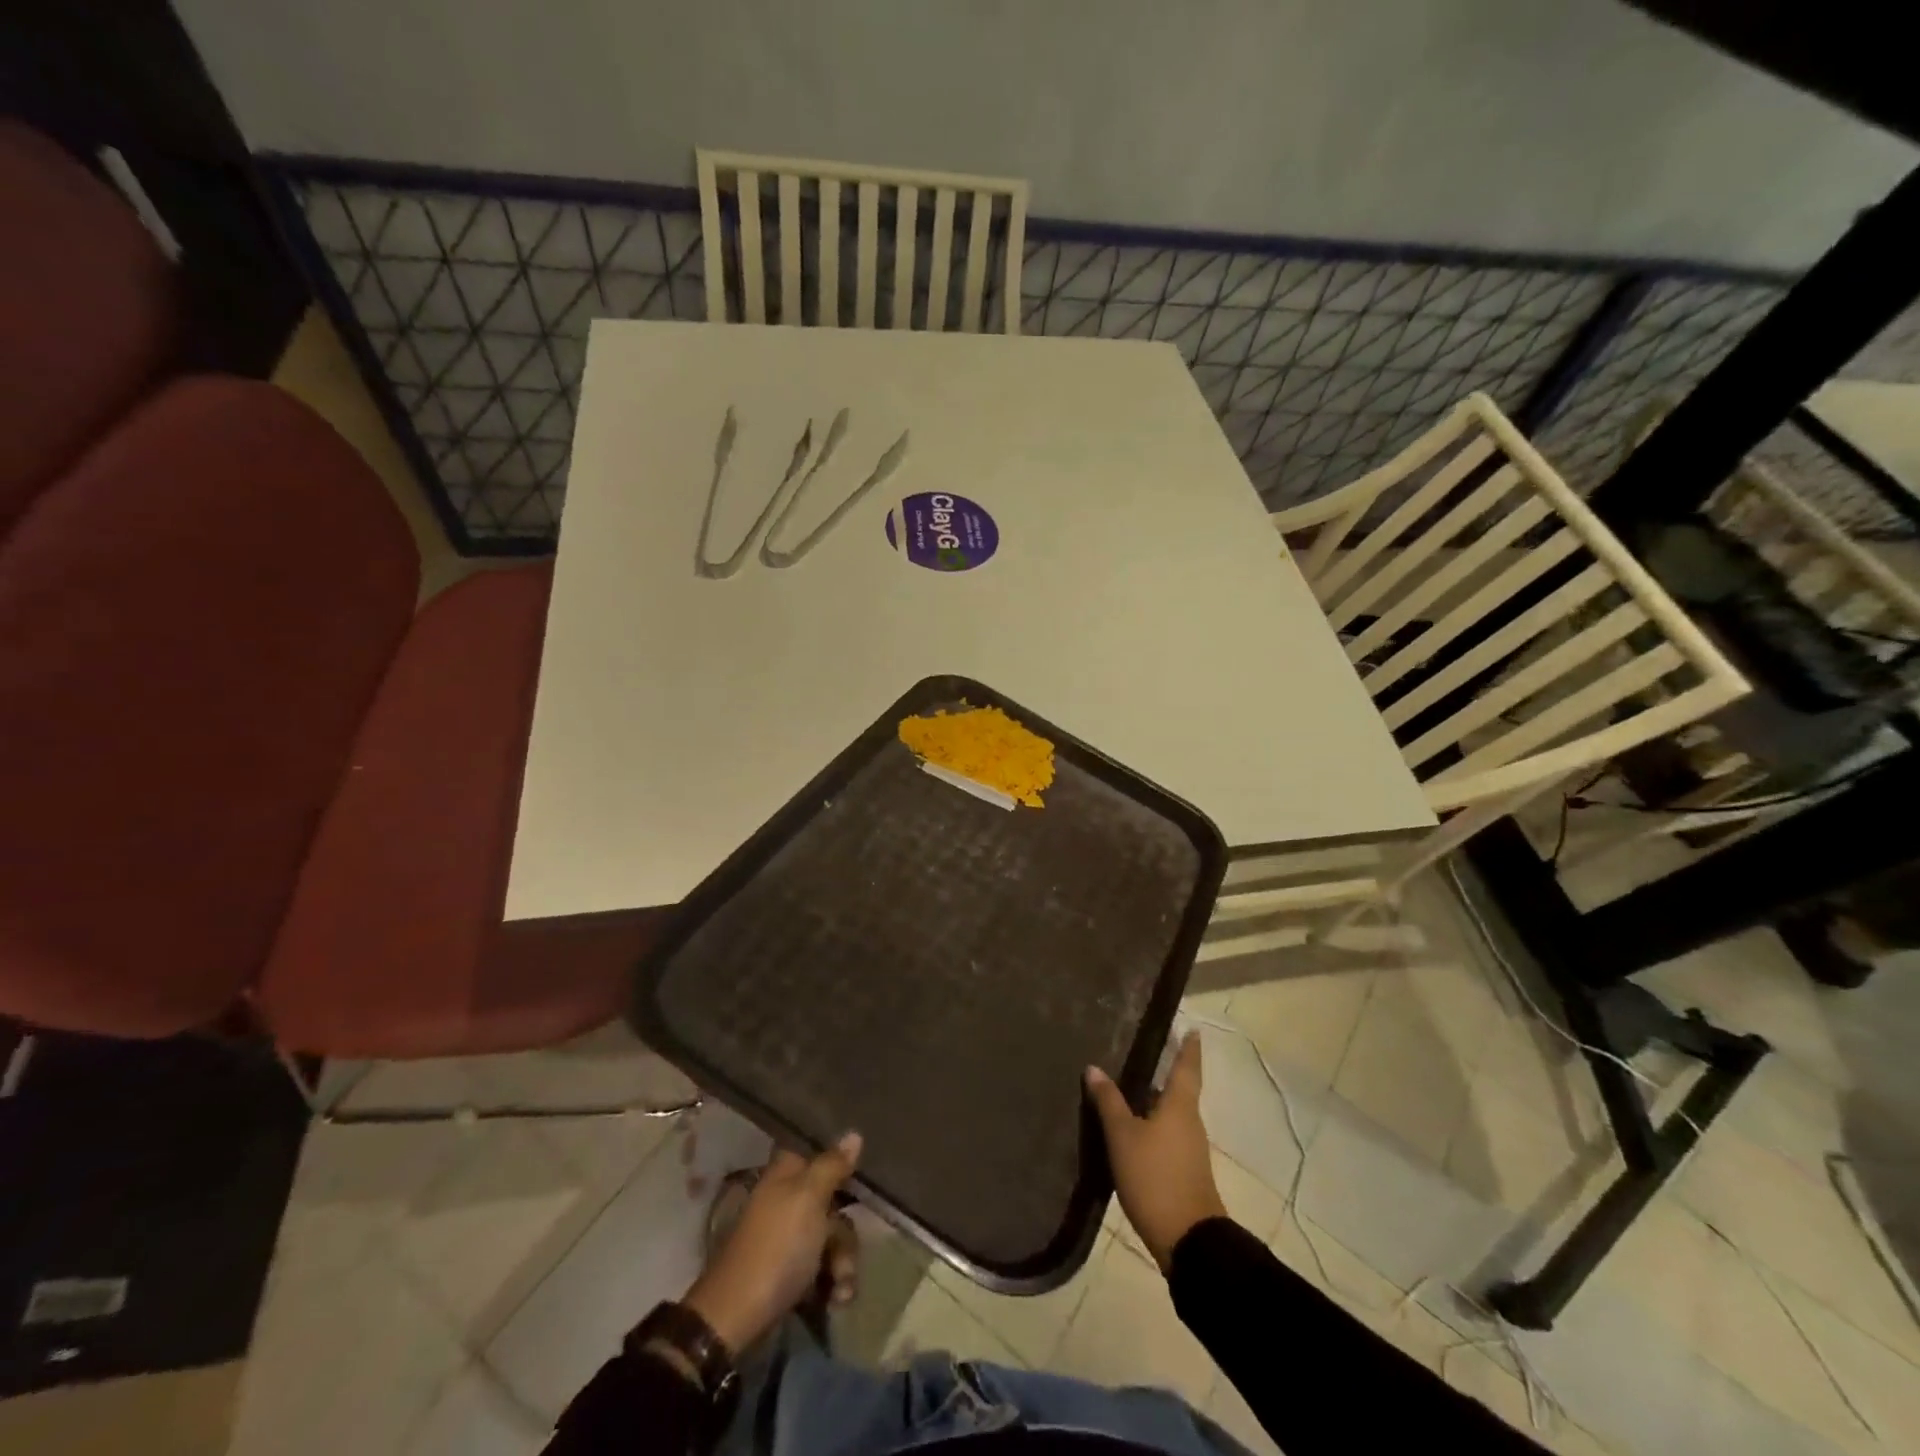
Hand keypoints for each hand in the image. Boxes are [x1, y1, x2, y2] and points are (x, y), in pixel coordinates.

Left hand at [682, 1133, 861, 1353]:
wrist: (736, 1318)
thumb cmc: (776, 1247)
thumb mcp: (808, 1198)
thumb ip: (832, 1165)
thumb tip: (854, 1133)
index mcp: (787, 1174)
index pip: (821, 1153)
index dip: (843, 1165)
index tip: (861, 1181)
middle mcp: (789, 1199)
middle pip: (835, 1201)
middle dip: (846, 1233)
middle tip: (843, 1257)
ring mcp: (789, 1237)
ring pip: (834, 1237)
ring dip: (843, 1264)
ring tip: (840, 1290)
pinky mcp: (792, 1271)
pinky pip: (825, 1266)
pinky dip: (833, 1283)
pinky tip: (835, 1300)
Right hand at [1085, 1032, 1226, 1271]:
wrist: (1189, 1241)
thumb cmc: (1156, 1177)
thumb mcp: (1123, 1136)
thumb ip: (1109, 1101)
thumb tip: (1094, 1067)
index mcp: (1179, 1106)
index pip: (1186, 1067)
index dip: (1188, 1048)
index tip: (1192, 1030)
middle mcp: (1189, 1122)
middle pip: (1178, 1090)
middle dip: (1163, 1072)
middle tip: (1142, 1052)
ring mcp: (1189, 1149)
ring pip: (1170, 1113)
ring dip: (1154, 1099)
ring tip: (1128, 1086)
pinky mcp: (1184, 1172)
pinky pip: (1167, 1135)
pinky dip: (1152, 1124)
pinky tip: (1131, 1128)